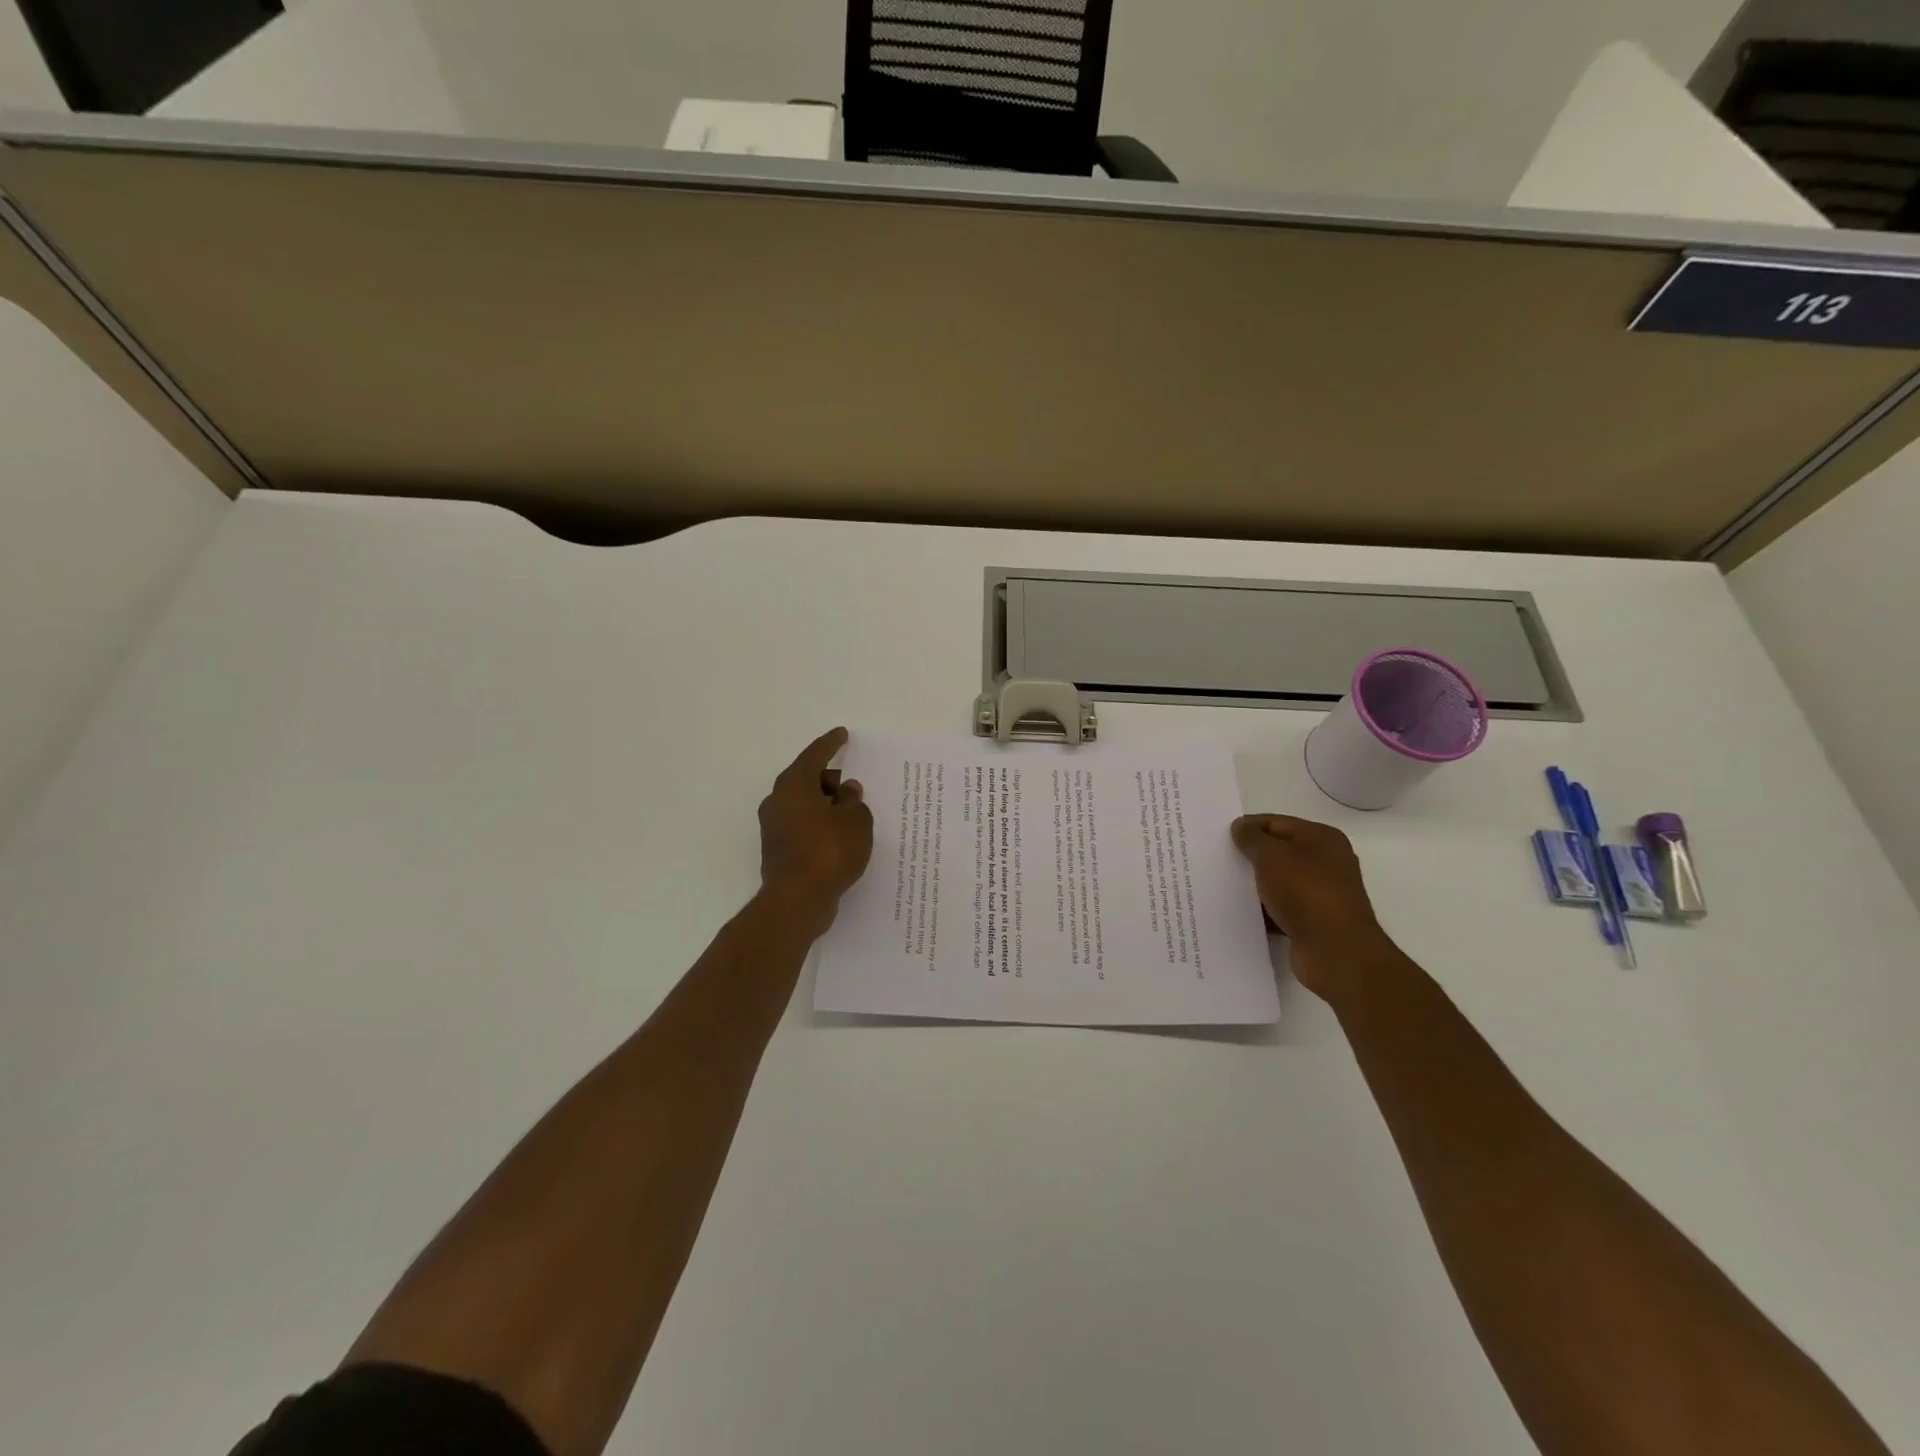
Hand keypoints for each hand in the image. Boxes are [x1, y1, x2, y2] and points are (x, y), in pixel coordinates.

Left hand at [758, 728, 873, 931]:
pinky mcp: (777, 851)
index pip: (815, 755)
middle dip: (830, 780)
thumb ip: (853, 801)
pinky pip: (802, 827)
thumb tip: (846, 791)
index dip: (831, 744)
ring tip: (851, 814)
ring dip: (825, 806)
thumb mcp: (856, 820)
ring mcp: (773, 827)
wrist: (797, 900)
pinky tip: (838, 837)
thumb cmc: (829, 851)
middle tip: (853, 786)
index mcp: (794, 785)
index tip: (842, 735)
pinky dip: (819, 826)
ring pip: (803, 805)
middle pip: (806, 780)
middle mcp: (778, 801)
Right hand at [1231, 814, 1388, 999]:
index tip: (1219, 838)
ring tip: (1222, 887)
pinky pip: (1280, 909)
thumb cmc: (1305, 892)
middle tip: (1217, 861)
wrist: (1335, 950)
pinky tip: (1239, 913)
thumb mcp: (1271, 855)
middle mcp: (1326, 863)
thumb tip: (1241, 827)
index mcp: (1322, 838)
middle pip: (1278, 852)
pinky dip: (1263, 910)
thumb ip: (1252, 838)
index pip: (1276, 823)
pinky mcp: (1313, 922)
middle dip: (1249, 856)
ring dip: (1255, 885)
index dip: (1248, 827)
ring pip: (1278, 882)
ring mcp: (1321, 894)